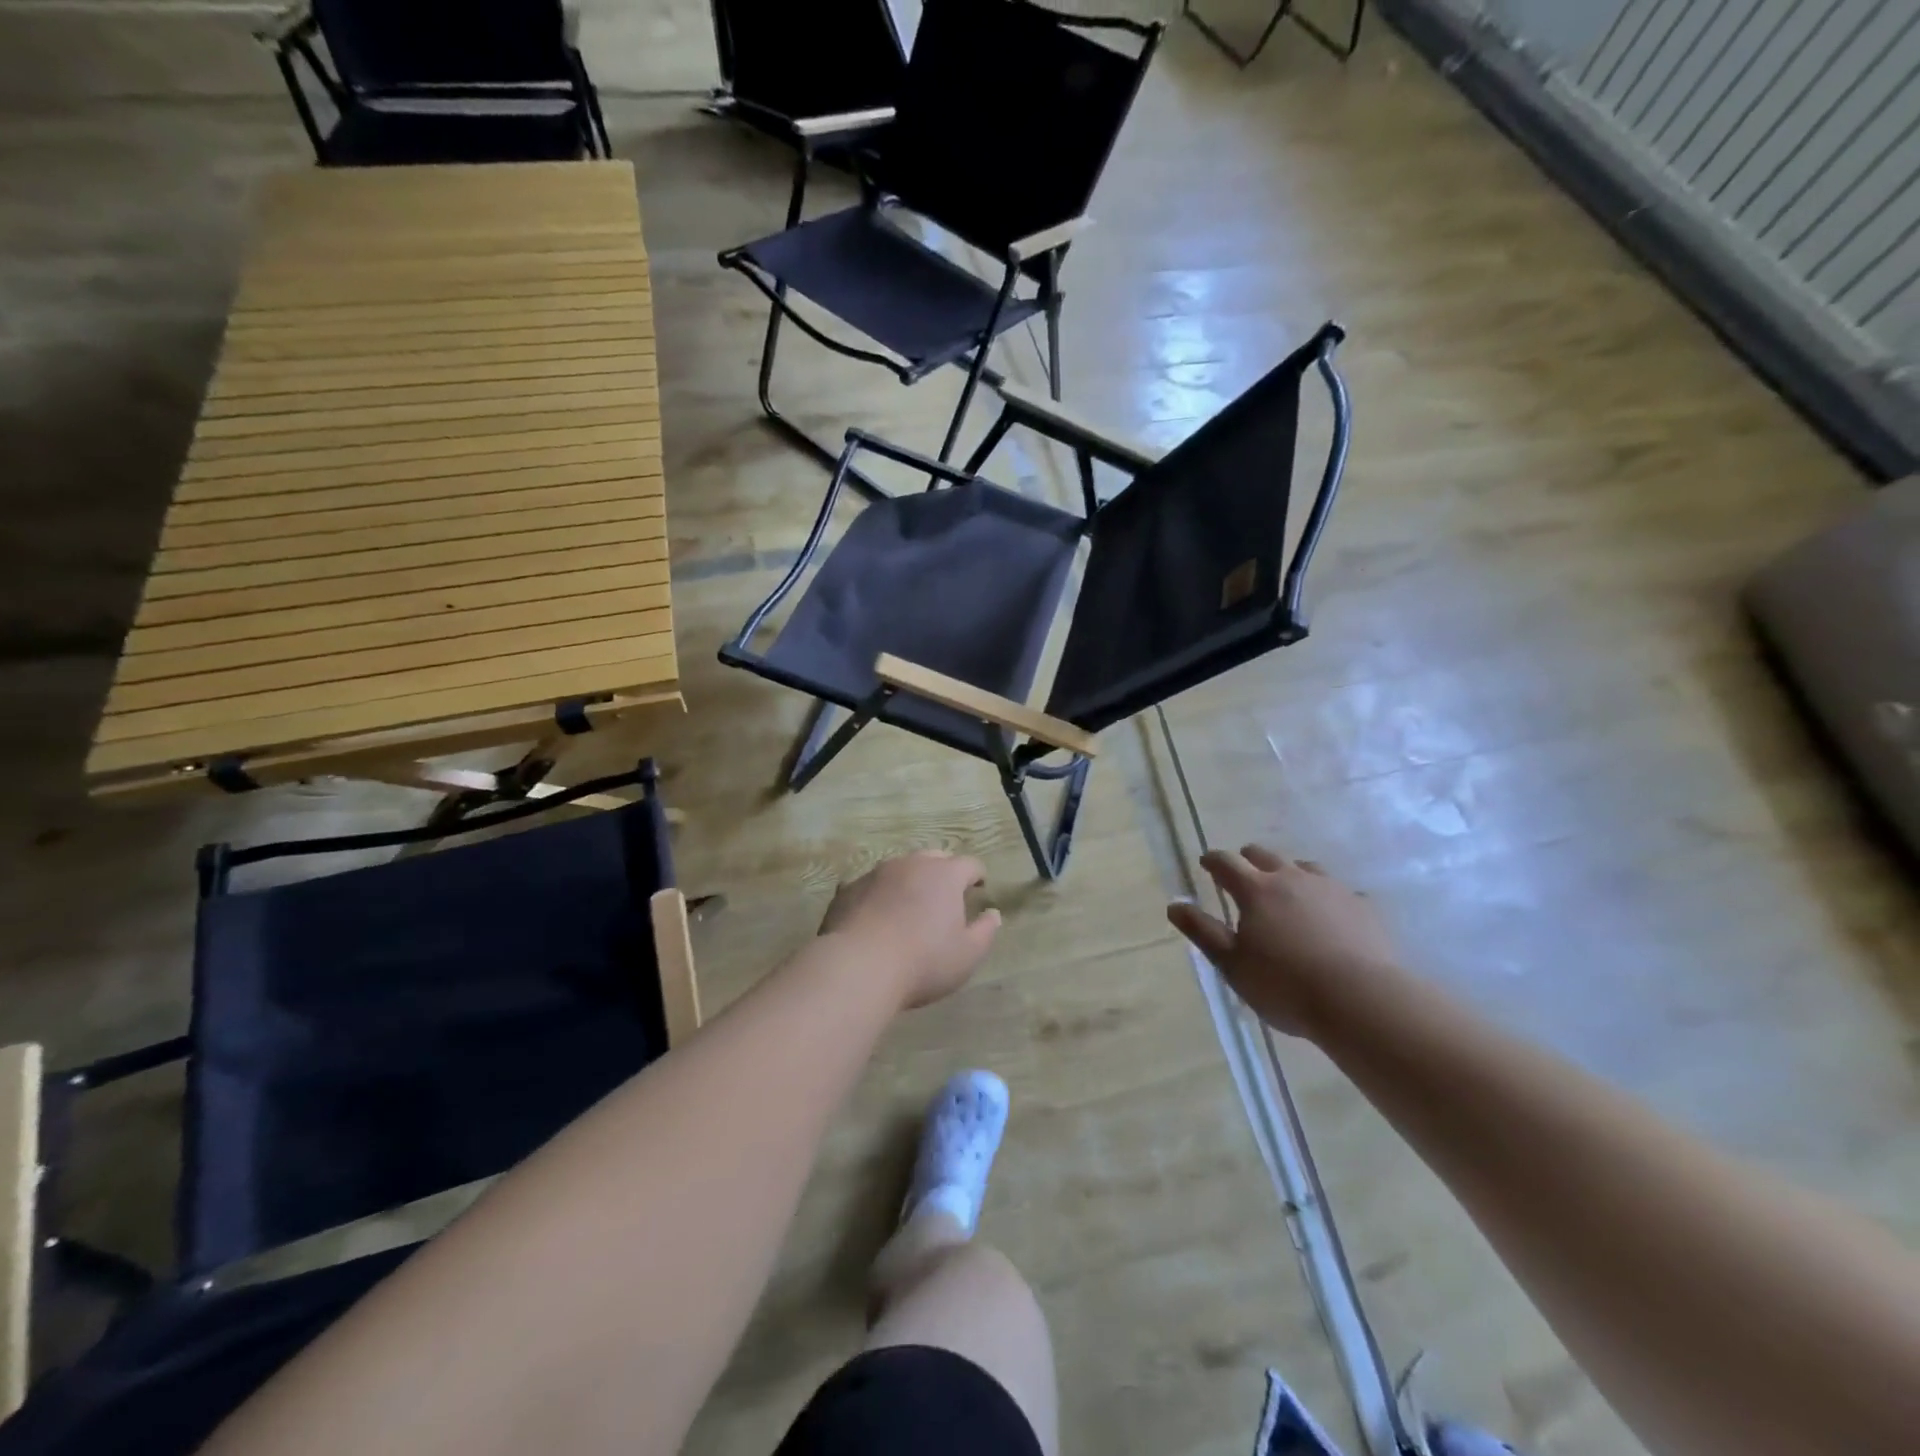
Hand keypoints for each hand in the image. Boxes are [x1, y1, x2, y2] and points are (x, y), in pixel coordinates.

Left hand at [820, 852, 1001, 1009]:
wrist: (858, 967)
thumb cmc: (923, 962)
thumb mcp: (967, 955)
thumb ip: (985, 931)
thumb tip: (993, 914)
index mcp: (945, 875)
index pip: (969, 864)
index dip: (977, 875)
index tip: (979, 888)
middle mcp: (911, 864)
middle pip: (934, 858)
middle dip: (943, 872)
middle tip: (945, 895)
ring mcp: (876, 873)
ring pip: (900, 869)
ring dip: (909, 881)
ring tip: (909, 906)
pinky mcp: (848, 889)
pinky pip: (870, 886)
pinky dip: (879, 896)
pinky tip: (876, 917)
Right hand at [1167, 846, 1402, 1037]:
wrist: (1361, 1000)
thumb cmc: (1285, 985)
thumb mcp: (1232, 964)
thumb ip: (1202, 931)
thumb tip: (1174, 905)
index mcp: (1256, 890)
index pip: (1226, 862)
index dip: (1213, 860)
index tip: (1206, 863)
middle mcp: (1292, 878)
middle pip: (1264, 855)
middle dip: (1248, 860)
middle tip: (1241, 875)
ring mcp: (1331, 888)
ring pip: (1304, 867)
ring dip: (1288, 873)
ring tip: (1286, 891)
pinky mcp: (1362, 906)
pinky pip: (1339, 891)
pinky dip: (1326, 896)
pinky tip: (1329, 915)